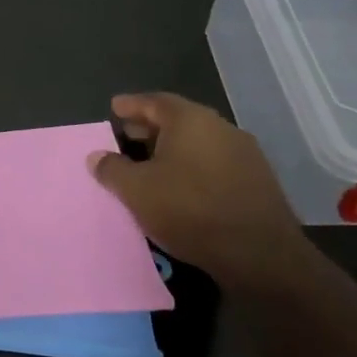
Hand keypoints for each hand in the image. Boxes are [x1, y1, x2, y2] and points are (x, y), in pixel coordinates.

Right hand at [88, 92, 305, 280]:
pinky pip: (214, 162)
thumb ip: (112, 169)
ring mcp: (244, 154)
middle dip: (150, 127)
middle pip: (179, 120)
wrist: (260, 254)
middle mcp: (220, 128)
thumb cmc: (189, 210)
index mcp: (191, 120)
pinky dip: (192, 165)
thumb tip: (97, 156)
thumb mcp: (136, 190)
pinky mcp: (257, 181)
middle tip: (127, 135)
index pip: (154, 102)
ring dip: (172, 148)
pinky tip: (180, 185)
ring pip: (198, 142)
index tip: (114, 107)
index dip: (131, 104)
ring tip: (149, 163)